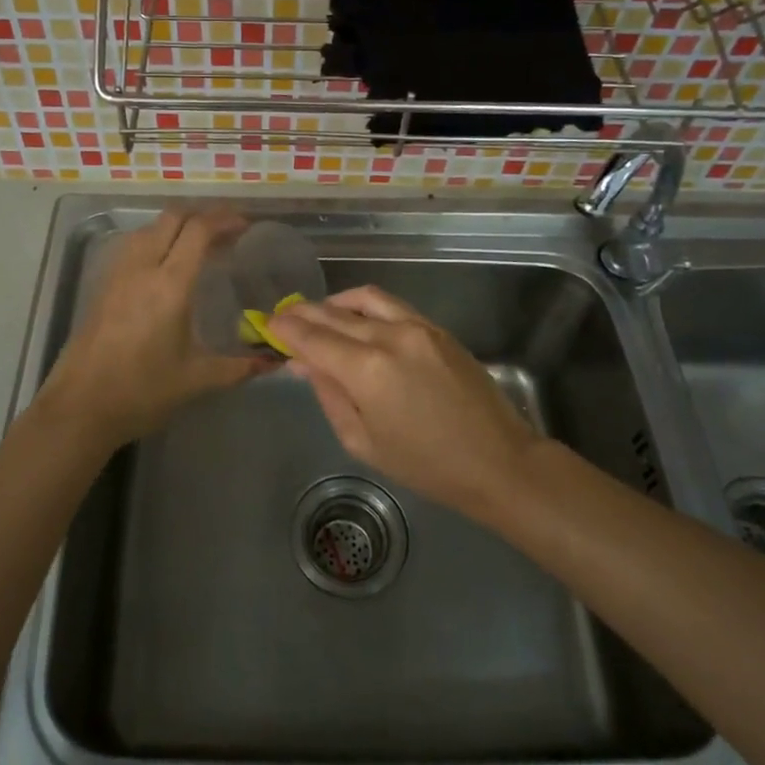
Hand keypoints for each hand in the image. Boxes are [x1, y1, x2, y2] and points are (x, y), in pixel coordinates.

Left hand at [39, 208, 264, 448]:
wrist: (80, 407)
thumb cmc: (142, 391)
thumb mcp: (197, 380)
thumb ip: (239, 367)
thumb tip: (275, 362)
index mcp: (169, 285)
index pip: (198, 230)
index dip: (224, 219)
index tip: (245, 226)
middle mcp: (142, 268)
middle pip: (172, 217)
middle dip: (202, 215)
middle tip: (227, 231)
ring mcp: (117, 273)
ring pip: (149, 228)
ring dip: (177, 226)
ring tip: (199, 246)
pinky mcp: (102, 284)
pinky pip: (133, 245)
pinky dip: (156, 240)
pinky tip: (166, 266)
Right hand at [272, 286, 542, 515]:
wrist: (497, 460)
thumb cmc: (425, 465)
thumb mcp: (363, 441)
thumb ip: (329, 395)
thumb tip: (303, 362)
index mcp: (366, 370)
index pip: (313, 338)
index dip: (285, 329)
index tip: (267, 325)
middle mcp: (388, 336)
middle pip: (334, 314)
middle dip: (303, 314)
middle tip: (283, 317)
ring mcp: (416, 326)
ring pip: (363, 299)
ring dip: (333, 302)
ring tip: (317, 314)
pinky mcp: (436, 327)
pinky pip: (391, 304)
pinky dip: (364, 304)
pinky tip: (354, 315)